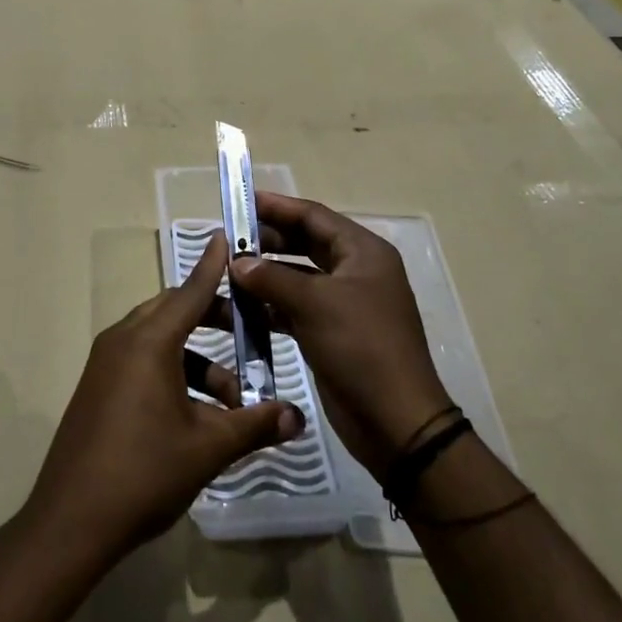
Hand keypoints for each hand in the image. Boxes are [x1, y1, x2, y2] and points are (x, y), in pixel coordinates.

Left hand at [25, 230, 304, 566]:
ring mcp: (106, 364)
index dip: (213, 265)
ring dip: (198, 360)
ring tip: (230, 403)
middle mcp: (123, 340)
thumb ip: (255, 426)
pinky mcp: (98, 387)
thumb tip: (298, 418)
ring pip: (160, 341)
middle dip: (214, 319)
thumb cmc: (144, 473)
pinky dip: (173, 373)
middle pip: (175, 311)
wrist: (71, 521)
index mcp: (149, 342)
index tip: (227, 237)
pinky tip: (196, 416)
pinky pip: (142, 361)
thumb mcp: (208, 448)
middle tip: (251, 335)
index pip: (190, 290)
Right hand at [231, 193, 452, 480]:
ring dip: (264, 274)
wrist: (395, 421)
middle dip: (267, 240)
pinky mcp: (331, 333)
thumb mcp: (315, 304)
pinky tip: (239, 308)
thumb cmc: (361, 347)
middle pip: (305, 243)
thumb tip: (238, 262)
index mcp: (363, 252)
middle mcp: (355, 271)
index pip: (314, 216)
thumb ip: (272, 277)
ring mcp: (344, 304)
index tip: (240, 201)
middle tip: (228, 239)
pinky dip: (270, 305)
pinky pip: (295, 308)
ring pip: (297, 277)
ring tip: (226, 271)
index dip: (277, 206)